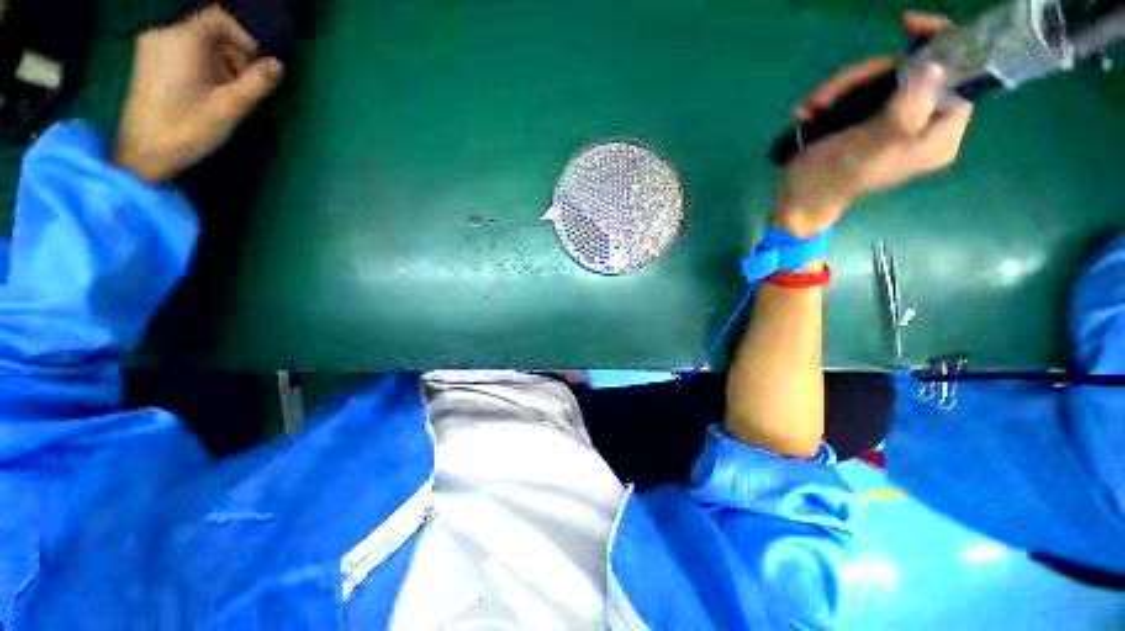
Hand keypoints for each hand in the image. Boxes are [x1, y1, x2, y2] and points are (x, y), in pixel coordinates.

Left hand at [115, 6, 283, 182]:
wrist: (142, 155)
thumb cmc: (186, 129)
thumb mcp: (229, 108)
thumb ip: (256, 83)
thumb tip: (278, 65)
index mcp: (182, 39)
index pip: (219, 18)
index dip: (242, 37)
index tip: (254, 64)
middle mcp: (163, 33)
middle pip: (208, 31)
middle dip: (231, 54)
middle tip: (240, 86)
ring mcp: (150, 47)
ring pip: (195, 42)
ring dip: (216, 62)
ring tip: (221, 93)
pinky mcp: (145, 61)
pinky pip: (180, 50)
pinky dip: (198, 64)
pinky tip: (201, 91)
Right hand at [773, 12, 972, 236]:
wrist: (797, 199)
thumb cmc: (833, 178)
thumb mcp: (874, 144)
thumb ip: (909, 106)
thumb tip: (934, 65)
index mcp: (937, 135)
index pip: (958, 78)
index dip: (939, 46)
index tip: (908, 24)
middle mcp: (922, 124)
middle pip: (909, 72)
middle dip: (863, 78)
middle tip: (827, 97)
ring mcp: (892, 121)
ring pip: (879, 79)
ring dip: (839, 90)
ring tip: (811, 109)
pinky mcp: (866, 120)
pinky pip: (857, 91)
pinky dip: (830, 99)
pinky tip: (808, 113)